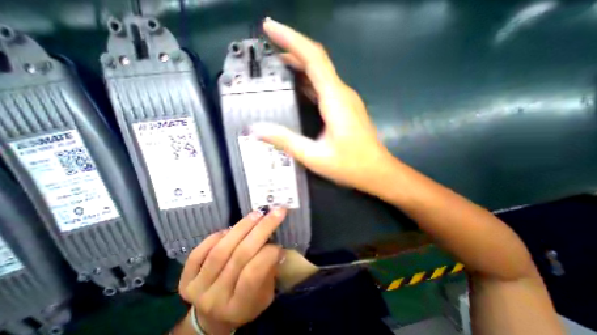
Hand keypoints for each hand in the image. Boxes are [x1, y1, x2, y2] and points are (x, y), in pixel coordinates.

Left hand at [176, 209, 286, 332]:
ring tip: (257, 214)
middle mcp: (216, 299)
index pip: (252, 274)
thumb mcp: (265, 294)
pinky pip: (200, 251)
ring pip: (221, 249)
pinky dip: (218, 235)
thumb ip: (269, 270)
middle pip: (240, 256)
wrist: (213, 317)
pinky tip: (231, 228)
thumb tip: (276, 244)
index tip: (279, 241)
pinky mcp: (185, 279)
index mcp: (240, 306)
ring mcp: (198, 288)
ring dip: (242, 226)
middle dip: (261, 229)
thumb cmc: (247, 303)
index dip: (268, 253)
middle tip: (274, 212)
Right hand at [251, 18, 394, 195]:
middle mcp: (342, 93)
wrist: (376, 172)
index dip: (291, 39)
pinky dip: (309, 80)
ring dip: (300, 64)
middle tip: (268, 47)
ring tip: (278, 65)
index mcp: (335, 99)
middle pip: (317, 61)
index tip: (270, 27)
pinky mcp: (346, 108)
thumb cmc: (349, 165)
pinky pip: (325, 87)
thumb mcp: (314, 156)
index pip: (313, 58)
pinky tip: (297, 85)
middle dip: (292, 49)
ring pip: (322, 73)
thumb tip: (257, 130)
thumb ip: (286, 141)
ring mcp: (346, 100)